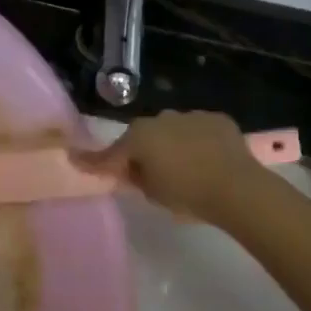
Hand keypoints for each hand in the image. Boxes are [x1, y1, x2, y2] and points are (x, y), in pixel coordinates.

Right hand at [75, 110, 261, 223]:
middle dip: (141, 151)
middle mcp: (160, 119)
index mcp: (139, 138)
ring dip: (171, 144)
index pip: (110, 154)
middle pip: (142, 136)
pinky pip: (198, 130)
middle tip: (147, 173)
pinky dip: (197, 141)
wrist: (237, 188)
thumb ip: (136, 177)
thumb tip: (133, 169)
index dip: (92, 161)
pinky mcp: (216, 119)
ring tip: (184, 166)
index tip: (74, 158)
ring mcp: (190, 115)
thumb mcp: (152, 193)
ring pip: (172, 130)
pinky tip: (208, 158)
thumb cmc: (187, 195)